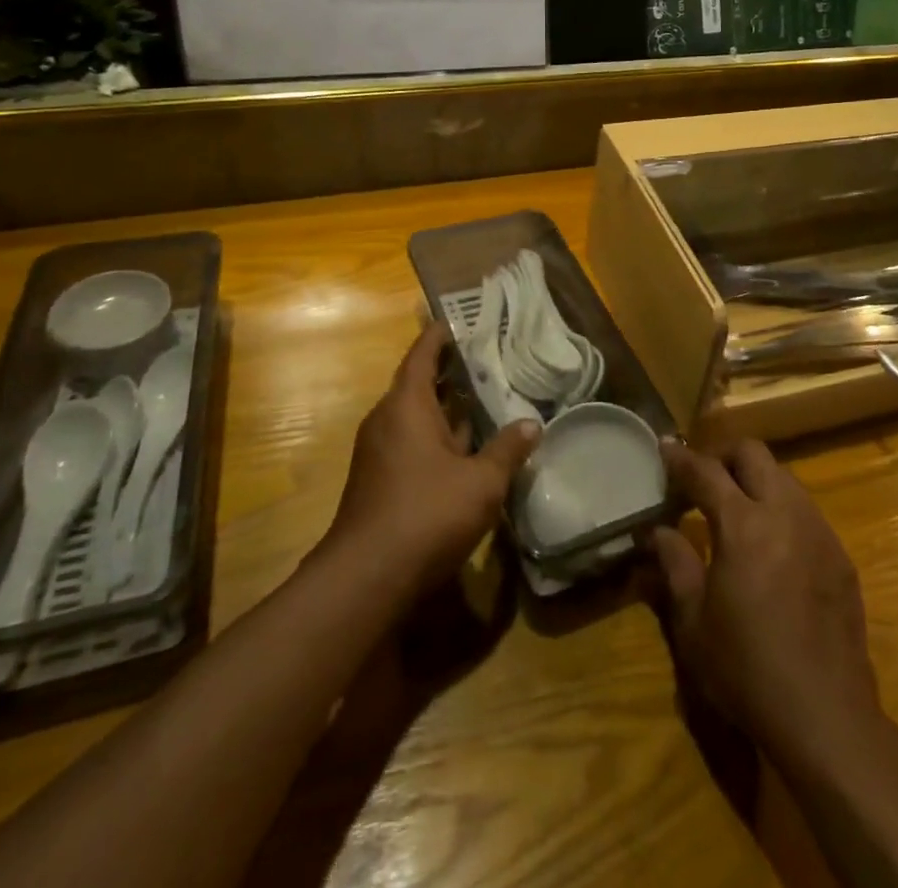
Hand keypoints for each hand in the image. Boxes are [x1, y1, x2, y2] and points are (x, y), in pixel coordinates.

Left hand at [329, 322, 539, 598]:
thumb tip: (531, 424)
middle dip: (450, 371)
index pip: (422, 355)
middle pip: (418, 384)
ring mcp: (380, 454)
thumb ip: (507, 449)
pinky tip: (468, 447)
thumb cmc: (426, 514)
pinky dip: (438, 435)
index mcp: (405, 406)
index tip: (459, 319)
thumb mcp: (481, 481)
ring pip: (416, 417)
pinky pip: (412, 442)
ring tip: (485, 396)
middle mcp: (387, 421)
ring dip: (445, 407)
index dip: (440, 336)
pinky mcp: (380, 481)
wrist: (366, 579)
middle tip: (487, 357)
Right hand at [648, 438, 883, 766]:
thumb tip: (657, 531)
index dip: (681, 458)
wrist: (826, 717)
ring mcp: (819, 531)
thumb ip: (675, 564)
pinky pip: (806, 511)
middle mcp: (785, 513)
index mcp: (743, 524)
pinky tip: (771, 547)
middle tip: (702, 478)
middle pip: (753, 453)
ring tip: (736, 509)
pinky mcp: (840, 556)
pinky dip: (781, 509)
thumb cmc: (747, 669)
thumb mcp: (694, 622)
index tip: (664, 448)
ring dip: (755, 480)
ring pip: (784, 477)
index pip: (706, 471)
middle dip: (723, 455)